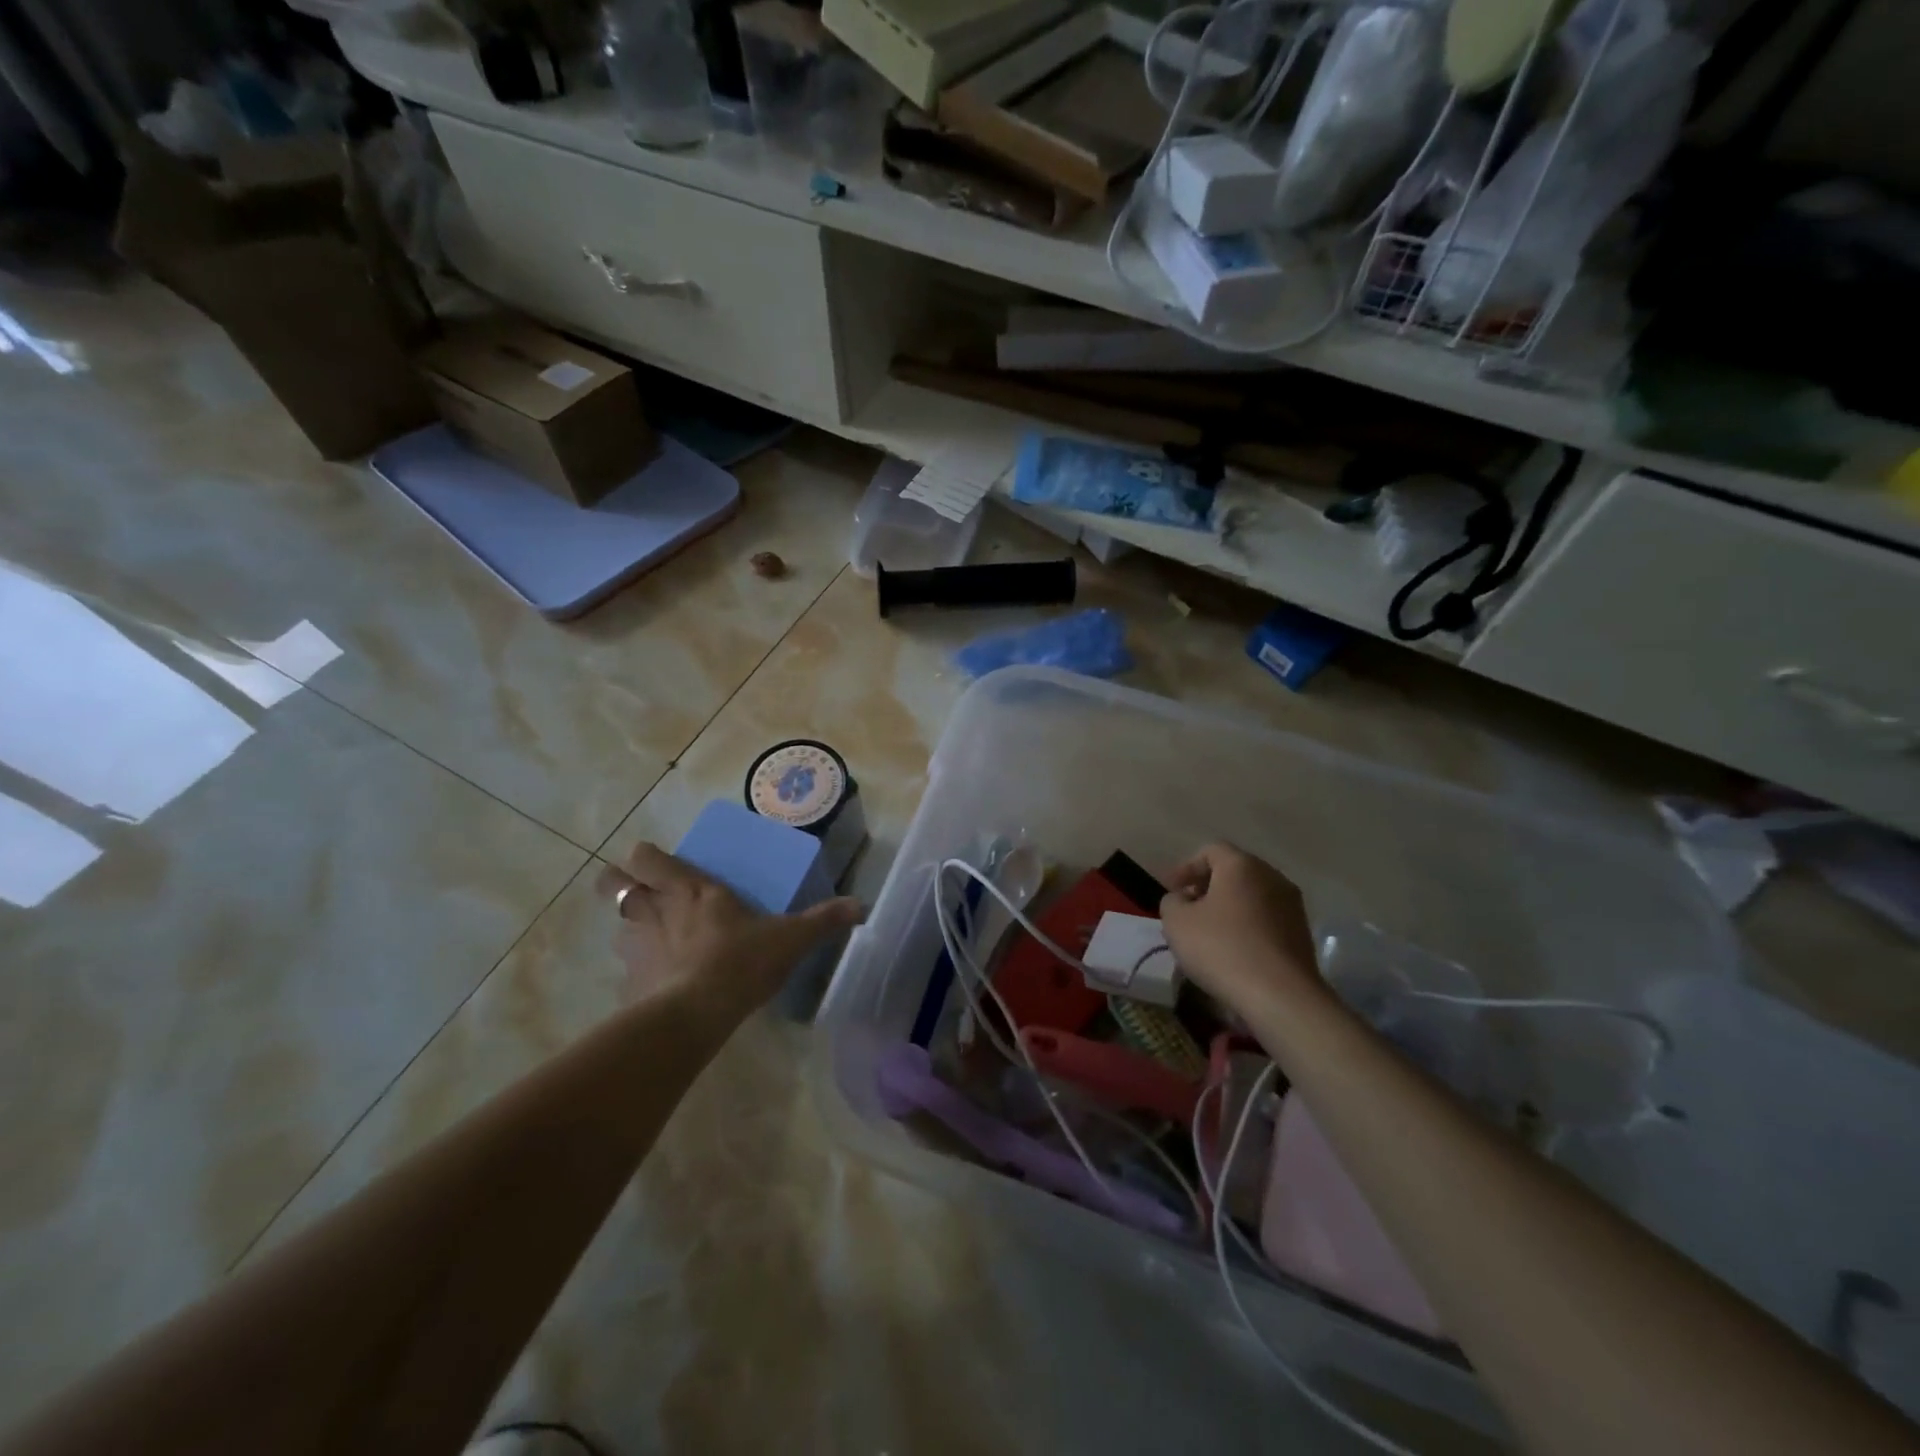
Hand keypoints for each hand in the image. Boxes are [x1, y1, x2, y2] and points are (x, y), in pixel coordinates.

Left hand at [597, 843, 862, 1027]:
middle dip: (617, 882)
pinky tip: (657, 985)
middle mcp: (656, 912)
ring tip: (651, 940)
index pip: (648, 858)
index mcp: (692, 891)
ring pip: (617, 927)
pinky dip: (638, 973)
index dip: (645, 857)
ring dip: (629, 928)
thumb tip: (862, 906)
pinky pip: (627, 971)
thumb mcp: (791, 939)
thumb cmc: (741, 962)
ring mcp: (637, 949)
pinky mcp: (630, 984)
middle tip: (638, 891)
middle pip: (613, 884)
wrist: (695, 1017)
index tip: (653, 861)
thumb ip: (823, 920)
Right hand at [1159, 843, 1327, 1019]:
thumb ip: (1172, 901)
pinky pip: (1266, 919)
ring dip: (1228, 907)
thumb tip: (1184, 899)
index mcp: (1241, 865)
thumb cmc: (1221, 949)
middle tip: (1187, 908)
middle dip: (1207, 886)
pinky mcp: (1302, 933)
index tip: (1170, 889)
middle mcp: (1272, 877)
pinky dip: (1247, 926)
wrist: (1281, 996)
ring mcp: (1292, 905)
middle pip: (1234, 871)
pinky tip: (1232, 949)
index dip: (1186, 867)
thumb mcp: (1176, 922)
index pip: (1210, 850)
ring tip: (1208, 932)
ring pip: (1252, 896)